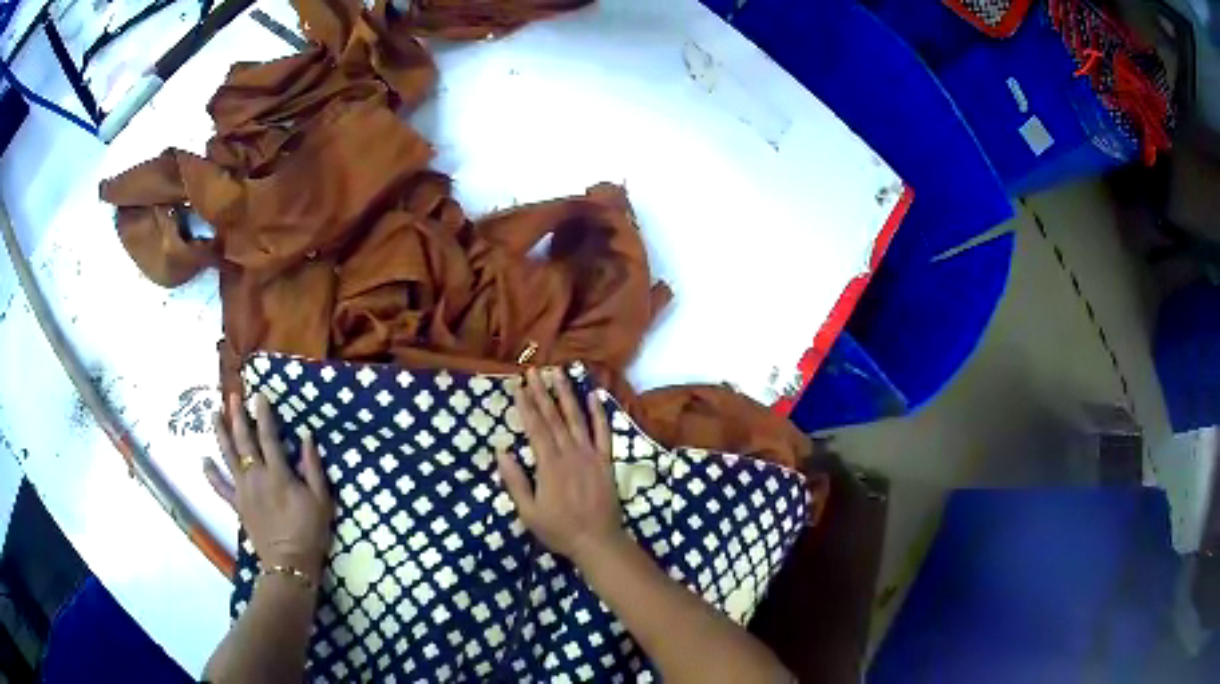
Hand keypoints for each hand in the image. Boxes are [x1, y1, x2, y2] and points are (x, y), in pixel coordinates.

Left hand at [205, 393, 333, 578]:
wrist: (289, 564)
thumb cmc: (310, 531)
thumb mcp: (321, 500)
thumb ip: (312, 467)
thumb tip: (306, 437)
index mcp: (278, 473)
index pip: (268, 436)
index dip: (263, 414)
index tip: (259, 395)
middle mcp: (256, 476)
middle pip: (243, 440)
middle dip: (237, 415)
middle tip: (232, 395)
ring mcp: (243, 490)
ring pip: (227, 456)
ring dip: (220, 433)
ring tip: (214, 414)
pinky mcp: (237, 505)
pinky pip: (220, 487)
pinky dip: (211, 474)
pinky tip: (203, 461)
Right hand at [497, 368, 626, 566]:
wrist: (598, 541)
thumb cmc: (559, 530)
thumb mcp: (528, 512)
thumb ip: (515, 481)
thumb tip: (502, 451)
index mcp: (549, 465)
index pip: (535, 428)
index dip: (526, 405)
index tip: (518, 385)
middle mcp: (570, 454)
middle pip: (554, 418)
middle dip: (542, 393)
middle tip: (534, 371)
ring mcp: (590, 455)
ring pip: (577, 419)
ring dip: (567, 395)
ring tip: (559, 373)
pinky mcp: (606, 461)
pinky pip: (603, 432)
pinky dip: (599, 413)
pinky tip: (594, 396)